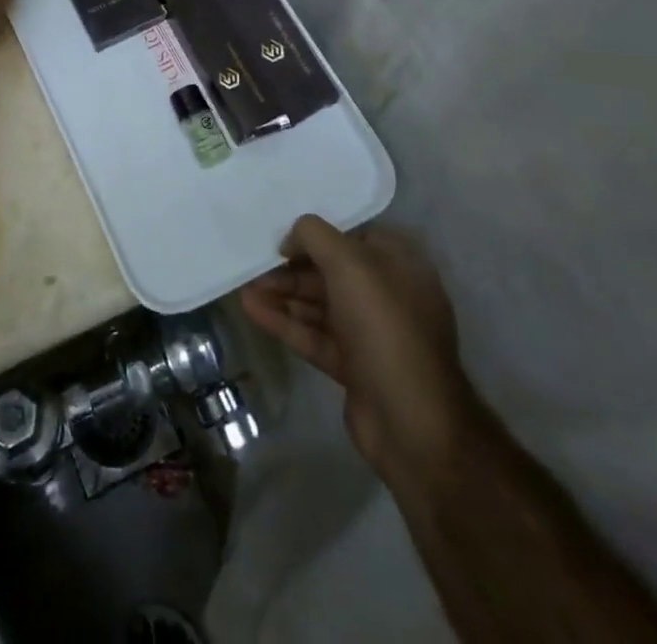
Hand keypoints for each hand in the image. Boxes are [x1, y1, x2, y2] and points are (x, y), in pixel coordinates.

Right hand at [241, 217, 471, 480]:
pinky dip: (285, 321)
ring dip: (283, 294)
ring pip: (320, 304)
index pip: (353, 236)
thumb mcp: (349, 263)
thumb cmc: (384, 326)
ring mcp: (371, 334)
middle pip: (332, 272)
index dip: (318, 234)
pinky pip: (314, 335)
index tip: (284, 235)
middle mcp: (388, 296)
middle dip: (292, 267)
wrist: (411, 422)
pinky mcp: (354, 367)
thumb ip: (315, 235)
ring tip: (244, 285)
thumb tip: (291, 239)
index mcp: (400, 266)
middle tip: (255, 264)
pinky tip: (251, 309)